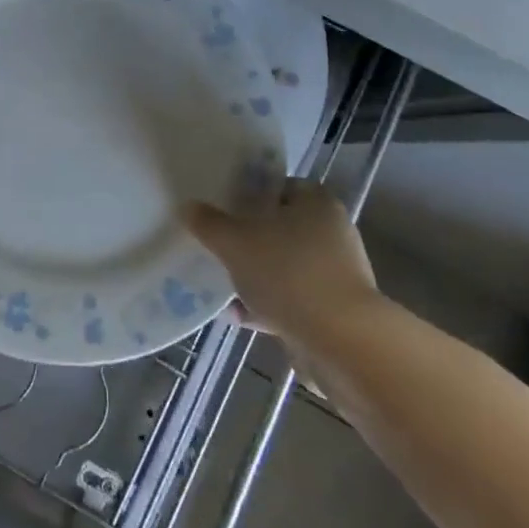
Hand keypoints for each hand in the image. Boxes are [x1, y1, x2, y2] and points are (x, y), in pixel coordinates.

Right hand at [185, 179, 384, 353]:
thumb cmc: (287, 273)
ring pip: (286, 266)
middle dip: (250, 239)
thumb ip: (208, 223)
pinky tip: (240, 317)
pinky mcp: (336, 311)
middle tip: (220, 245)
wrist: (340, 341)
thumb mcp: (234, 242)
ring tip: (224, 286)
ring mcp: (337, 274)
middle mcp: (333, 233)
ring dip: (257, 276)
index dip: (251, 194)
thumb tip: (188, 207)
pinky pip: (294, 299)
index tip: (224, 207)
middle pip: (282, 227)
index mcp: (316, 203)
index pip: (281, 186)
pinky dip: (269, 306)